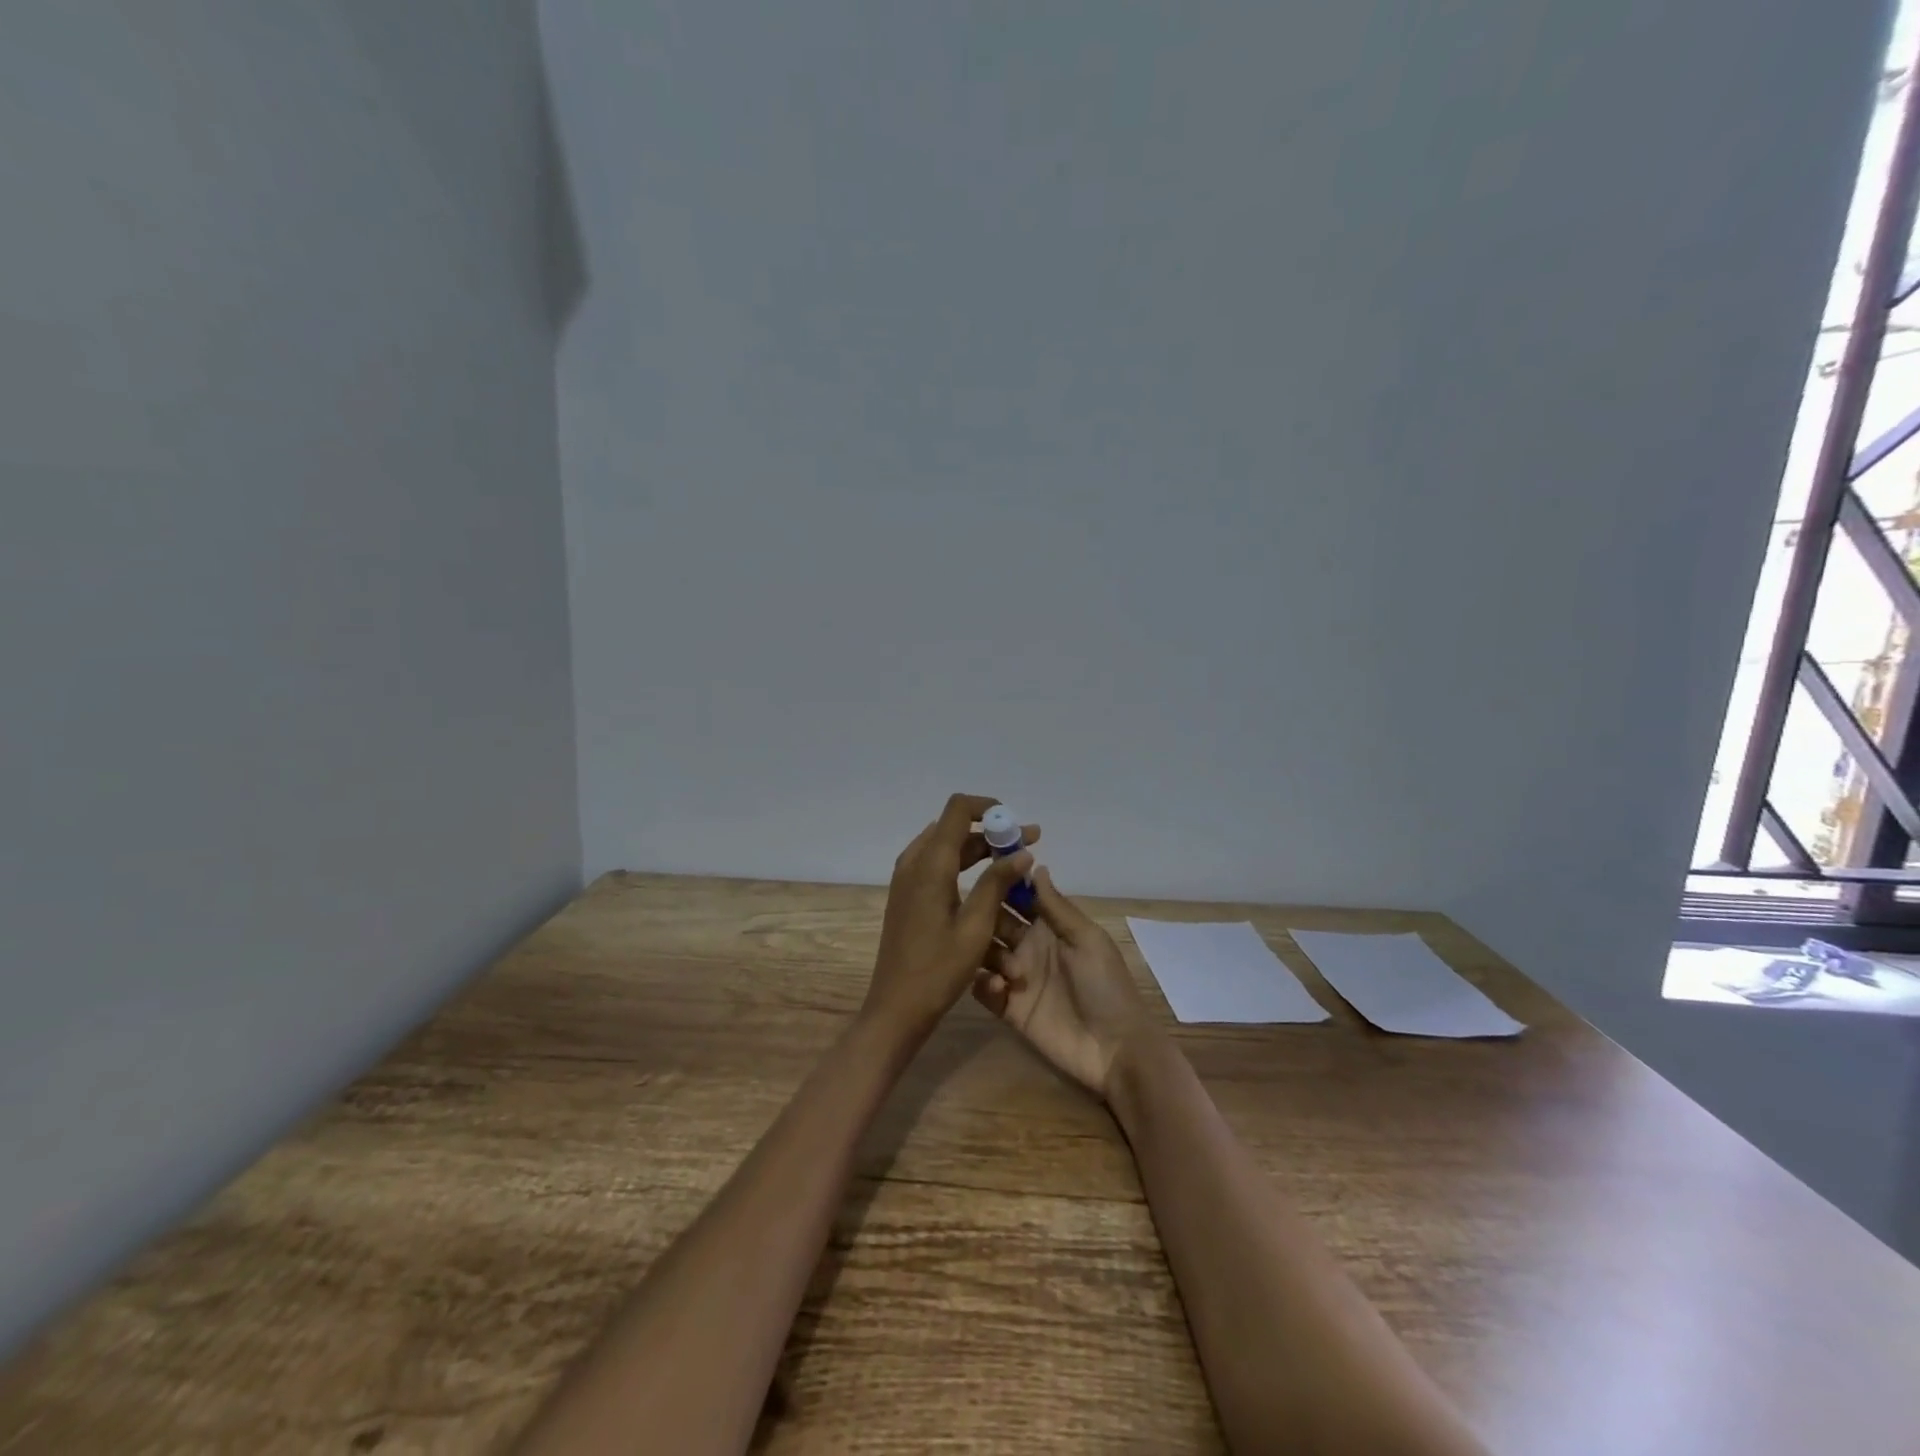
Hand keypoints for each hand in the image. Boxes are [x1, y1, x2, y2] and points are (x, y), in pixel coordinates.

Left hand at [863, 793, 1037, 1041]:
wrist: (896, 1008)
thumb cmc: (938, 970)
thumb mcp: (975, 927)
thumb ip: (997, 883)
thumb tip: (1023, 851)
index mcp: (930, 864)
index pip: (957, 809)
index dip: (988, 808)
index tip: (1017, 824)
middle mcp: (914, 862)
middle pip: (954, 828)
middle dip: (992, 832)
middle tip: (1029, 845)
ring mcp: (907, 879)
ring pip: (946, 847)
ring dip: (979, 850)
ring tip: (1015, 864)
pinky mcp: (907, 896)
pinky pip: (937, 865)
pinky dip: (963, 865)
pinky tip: (988, 884)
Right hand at [971, 866, 1160, 1099]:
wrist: (1115, 1048)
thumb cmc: (1106, 986)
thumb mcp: (1087, 940)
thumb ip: (1057, 907)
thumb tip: (1036, 865)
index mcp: (1050, 927)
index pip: (1020, 897)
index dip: (1003, 882)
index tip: (983, 868)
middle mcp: (1029, 947)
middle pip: (996, 923)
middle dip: (983, 915)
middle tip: (969, 913)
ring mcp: (1018, 978)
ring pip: (985, 954)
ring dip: (983, 951)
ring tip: (994, 958)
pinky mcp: (1009, 1009)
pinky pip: (984, 990)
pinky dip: (982, 984)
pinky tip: (997, 986)